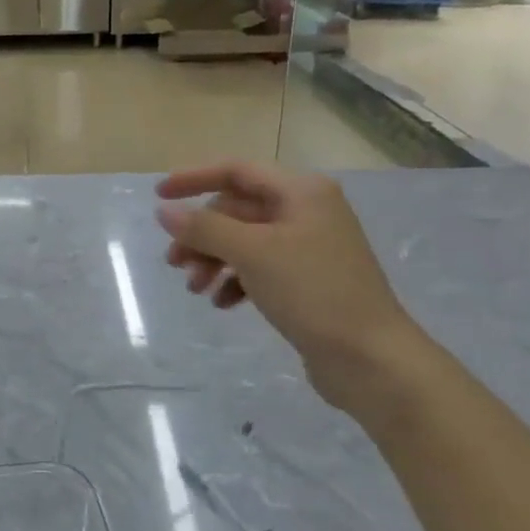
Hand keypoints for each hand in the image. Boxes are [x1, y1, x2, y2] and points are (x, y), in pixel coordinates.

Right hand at [156, 163, 430, 414]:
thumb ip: (205, 228)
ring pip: (245, 241)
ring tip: (195, 289)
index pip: (236, 171)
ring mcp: (309, 247)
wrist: (371, 359)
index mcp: (301, 192)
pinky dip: (236, 281)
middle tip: (175, 263)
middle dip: (202, 235)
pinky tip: (222, 304)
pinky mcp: (308, 281)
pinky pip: (260, 268)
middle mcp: (307, 211)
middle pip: (237, 210)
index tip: (158, 196)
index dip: (194, 178)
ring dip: (214, 260)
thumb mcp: (252, 253)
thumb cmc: (313, 292)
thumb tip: (165, 211)